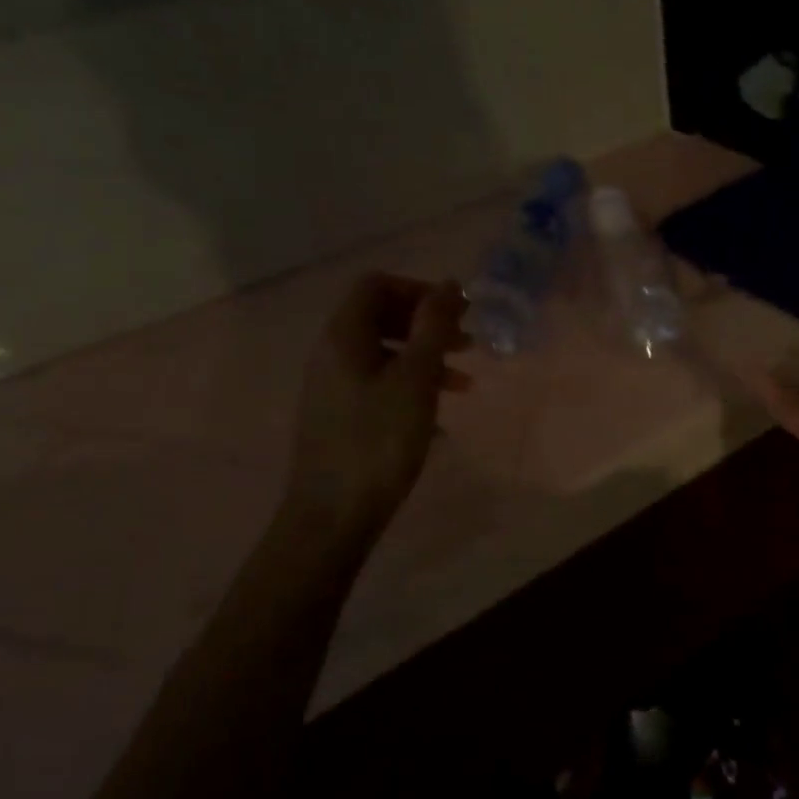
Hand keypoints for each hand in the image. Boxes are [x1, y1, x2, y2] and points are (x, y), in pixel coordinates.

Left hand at [284, 273, 468, 537]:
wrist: (334, 514)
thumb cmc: (379, 441)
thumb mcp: (415, 379)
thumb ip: (434, 327)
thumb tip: (452, 284)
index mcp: (344, 336)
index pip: (377, 284)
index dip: (420, 290)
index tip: (458, 314)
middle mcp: (331, 353)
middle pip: (380, 317)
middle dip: (427, 325)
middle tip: (468, 345)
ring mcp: (332, 387)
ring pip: (384, 354)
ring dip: (425, 359)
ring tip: (463, 384)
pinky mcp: (340, 417)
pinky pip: (379, 385)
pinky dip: (411, 388)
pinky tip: (437, 419)